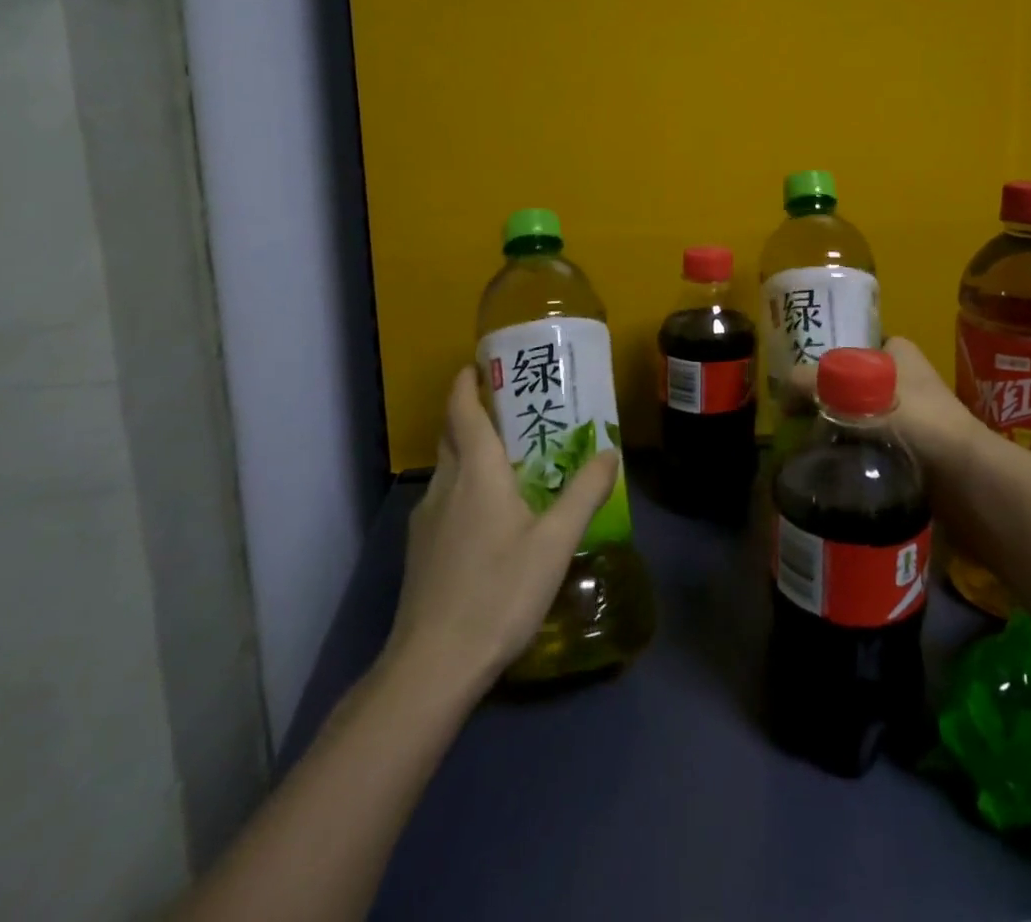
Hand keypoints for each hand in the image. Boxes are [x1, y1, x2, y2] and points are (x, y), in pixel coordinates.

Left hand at [379, 366, 620, 693]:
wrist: (433, 665)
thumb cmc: (499, 592)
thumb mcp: (555, 542)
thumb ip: (584, 493)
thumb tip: (609, 451)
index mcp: (476, 472)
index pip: (463, 409)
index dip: (468, 382)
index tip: (481, 364)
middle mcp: (445, 485)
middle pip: (453, 434)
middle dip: (473, 412)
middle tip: (511, 407)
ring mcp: (426, 520)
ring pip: (447, 468)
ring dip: (470, 451)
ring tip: (508, 459)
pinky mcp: (421, 551)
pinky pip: (445, 500)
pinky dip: (465, 487)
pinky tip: (490, 516)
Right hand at [776, 335, 981, 477]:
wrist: (968, 479)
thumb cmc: (917, 422)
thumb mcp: (858, 393)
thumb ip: (816, 384)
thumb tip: (782, 388)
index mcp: (898, 353)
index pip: (850, 349)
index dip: (822, 365)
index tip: (798, 388)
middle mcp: (906, 379)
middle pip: (852, 385)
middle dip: (827, 401)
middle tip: (797, 420)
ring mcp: (913, 417)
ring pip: (861, 417)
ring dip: (838, 431)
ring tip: (809, 447)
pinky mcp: (914, 451)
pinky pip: (873, 446)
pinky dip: (854, 455)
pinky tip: (833, 467)